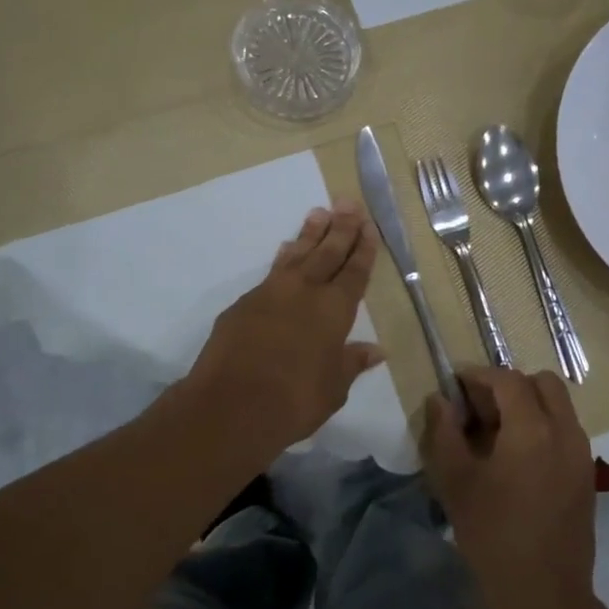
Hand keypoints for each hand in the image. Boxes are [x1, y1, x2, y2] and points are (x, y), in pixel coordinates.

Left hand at [183, 204, 385, 461]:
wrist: (232, 405)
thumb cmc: (295, 401)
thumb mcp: (334, 388)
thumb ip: (352, 363)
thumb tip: (376, 350)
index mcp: (334, 310)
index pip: (354, 272)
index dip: (363, 250)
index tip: (369, 227)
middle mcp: (305, 292)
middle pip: (327, 253)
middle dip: (341, 228)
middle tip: (348, 203)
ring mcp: (271, 293)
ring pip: (296, 254)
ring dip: (310, 234)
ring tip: (319, 212)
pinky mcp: (243, 303)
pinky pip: (271, 271)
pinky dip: (283, 257)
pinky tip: (285, 250)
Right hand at [422, 367, 597, 608]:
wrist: (543, 594)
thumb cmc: (492, 536)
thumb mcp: (455, 482)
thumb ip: (444, 433)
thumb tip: (440, 400)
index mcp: (532, 429)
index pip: (508, 380)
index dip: (479, 376)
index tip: (455, 385)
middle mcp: (565, 432)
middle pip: (542, 383)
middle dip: (509, 385)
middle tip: (479, 408)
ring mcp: (582, 453)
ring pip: (558, 405)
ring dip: (528, 404)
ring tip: (495, 433)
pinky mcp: (587, 474)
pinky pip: (565, 430)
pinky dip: (542, 426)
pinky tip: (515, 458)